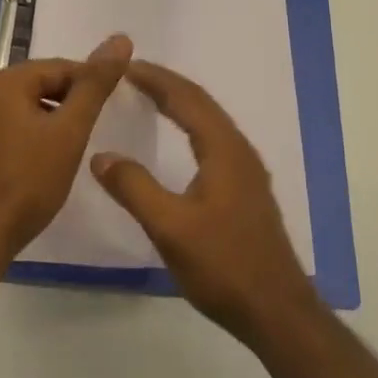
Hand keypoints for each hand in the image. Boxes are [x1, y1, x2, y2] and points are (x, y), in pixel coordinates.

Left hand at [0, 34, 132, 266]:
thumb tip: (120, 39)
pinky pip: (15, 125)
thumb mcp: (70, 130)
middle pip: (44, 84)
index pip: (62, 67)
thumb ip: (95, 85)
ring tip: (75, 148)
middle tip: (93, 133)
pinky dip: (37, 134)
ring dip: (56, 120)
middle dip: (72, 103)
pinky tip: (49, 160)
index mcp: (6, 80)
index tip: (112, 110)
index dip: (91, 85)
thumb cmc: (28, 181)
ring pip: (30, 106)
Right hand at [91, 61, 318, 344]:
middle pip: (200, 102)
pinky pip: (214, 138)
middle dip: (166, 84)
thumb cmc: (224, 266)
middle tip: (132, 73)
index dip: (155, 78)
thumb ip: (134, 188)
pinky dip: (191, 123)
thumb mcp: (170, 228)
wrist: (277, 312)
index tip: (125, 65)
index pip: (186, 98)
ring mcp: (246, 169)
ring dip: (180, 102)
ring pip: (209, 120)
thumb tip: (100, 155)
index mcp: (223, 149)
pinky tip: (180, 138)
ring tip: (150, 95)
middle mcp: (238, 149)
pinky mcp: (246, 188)